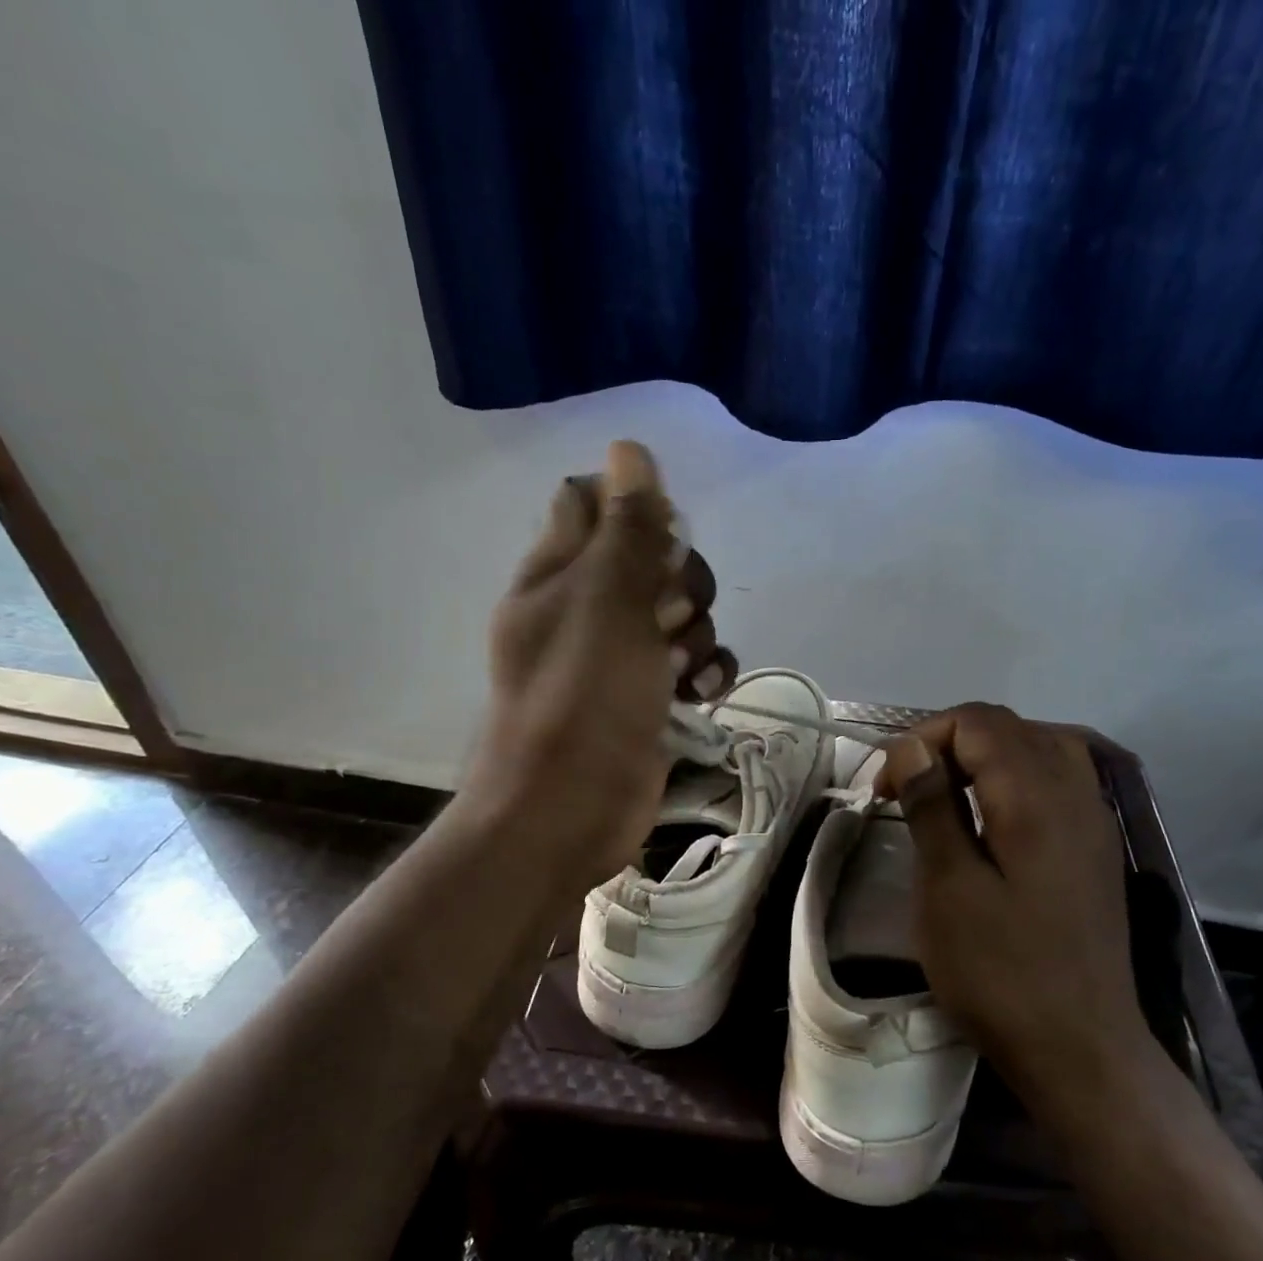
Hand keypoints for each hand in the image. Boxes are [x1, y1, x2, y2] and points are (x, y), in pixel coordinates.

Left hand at [462, 440, 734, 889]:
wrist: (569, 810)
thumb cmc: (582, 699)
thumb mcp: (607, 601)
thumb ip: (626, 529)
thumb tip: (630, 449)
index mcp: (557, 573)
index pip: (592, 503)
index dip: (634, 508)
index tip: (661, 537)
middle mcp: (587, 608)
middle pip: (653, 559)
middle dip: (681, 580)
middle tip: (669, 615)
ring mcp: (620, 657)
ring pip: (680, 614)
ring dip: (698, 633)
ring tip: (681, 669)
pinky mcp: (650, 699)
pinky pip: (692, 664)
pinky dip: (705, 673)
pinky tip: (702, 693)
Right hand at [876, 705, 1161, 1112]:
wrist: (1081, 1048)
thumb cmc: (1000, 973)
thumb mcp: (948, 888)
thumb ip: (932, 806)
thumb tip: (912, 748)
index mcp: (1035, 796)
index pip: (977, 722)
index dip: (922, 739)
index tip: (886, 789)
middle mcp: (1075, 790)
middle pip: (1009, 727)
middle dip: (948, 743)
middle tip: (907, 790)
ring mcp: (1094, 817)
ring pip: (1038, 745)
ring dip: (984, 756)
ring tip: (947, 793)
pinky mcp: (1097, 845)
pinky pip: (1060, 777)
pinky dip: (1017, 775)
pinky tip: (994, 812)